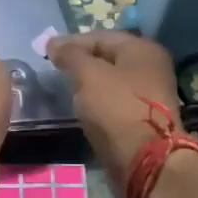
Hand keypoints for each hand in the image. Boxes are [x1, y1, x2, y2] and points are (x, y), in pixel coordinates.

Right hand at [46, 31, 183, 194]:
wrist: (145, 161)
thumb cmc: (116, 108)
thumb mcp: (88, 74)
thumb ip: (70, 55)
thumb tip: (54, 43)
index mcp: (142, 49)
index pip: (100, 36)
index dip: (71, 42)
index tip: (46, 52)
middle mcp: (150, 67)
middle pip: (107, 57)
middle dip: (80, 62)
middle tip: (54, 70)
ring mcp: (150, 95)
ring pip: (111, 81)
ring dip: (89, 83)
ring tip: (65, 89)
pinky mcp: (143, 119)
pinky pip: (115, 102)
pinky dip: (98, 102)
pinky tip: (82, 108)